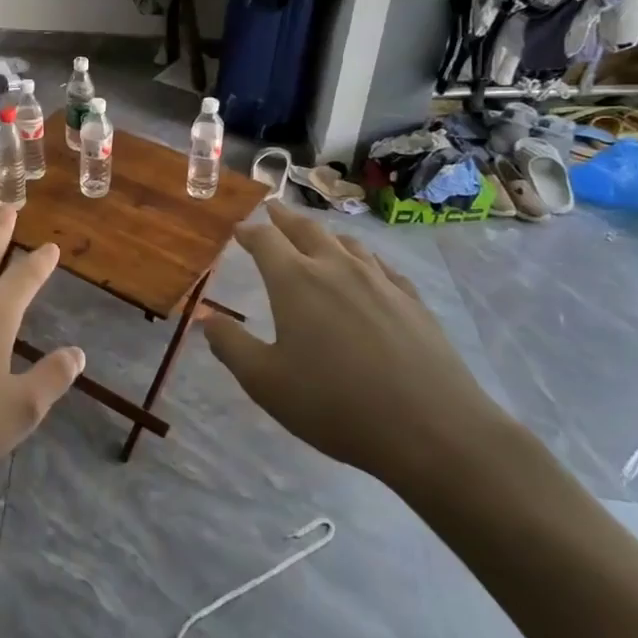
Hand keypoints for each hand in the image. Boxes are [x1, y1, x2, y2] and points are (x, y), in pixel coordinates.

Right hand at [202, 202, 514, 494]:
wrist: (432, 429)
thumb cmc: (335, 405)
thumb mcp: (266, 382)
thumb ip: (231, 345)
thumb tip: (206, 317)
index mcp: (296, 281)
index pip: (266, 240)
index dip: (250, 232)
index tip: (239, 229)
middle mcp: (336, 268)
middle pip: (307, 230)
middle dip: (285, 218)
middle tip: (273, 208)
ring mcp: (380, 281)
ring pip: (347, 242)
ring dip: (325, 233)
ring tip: (316, 234)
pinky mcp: (412, 301)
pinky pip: (381, 266)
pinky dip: (364, 258)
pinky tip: (368, 269)